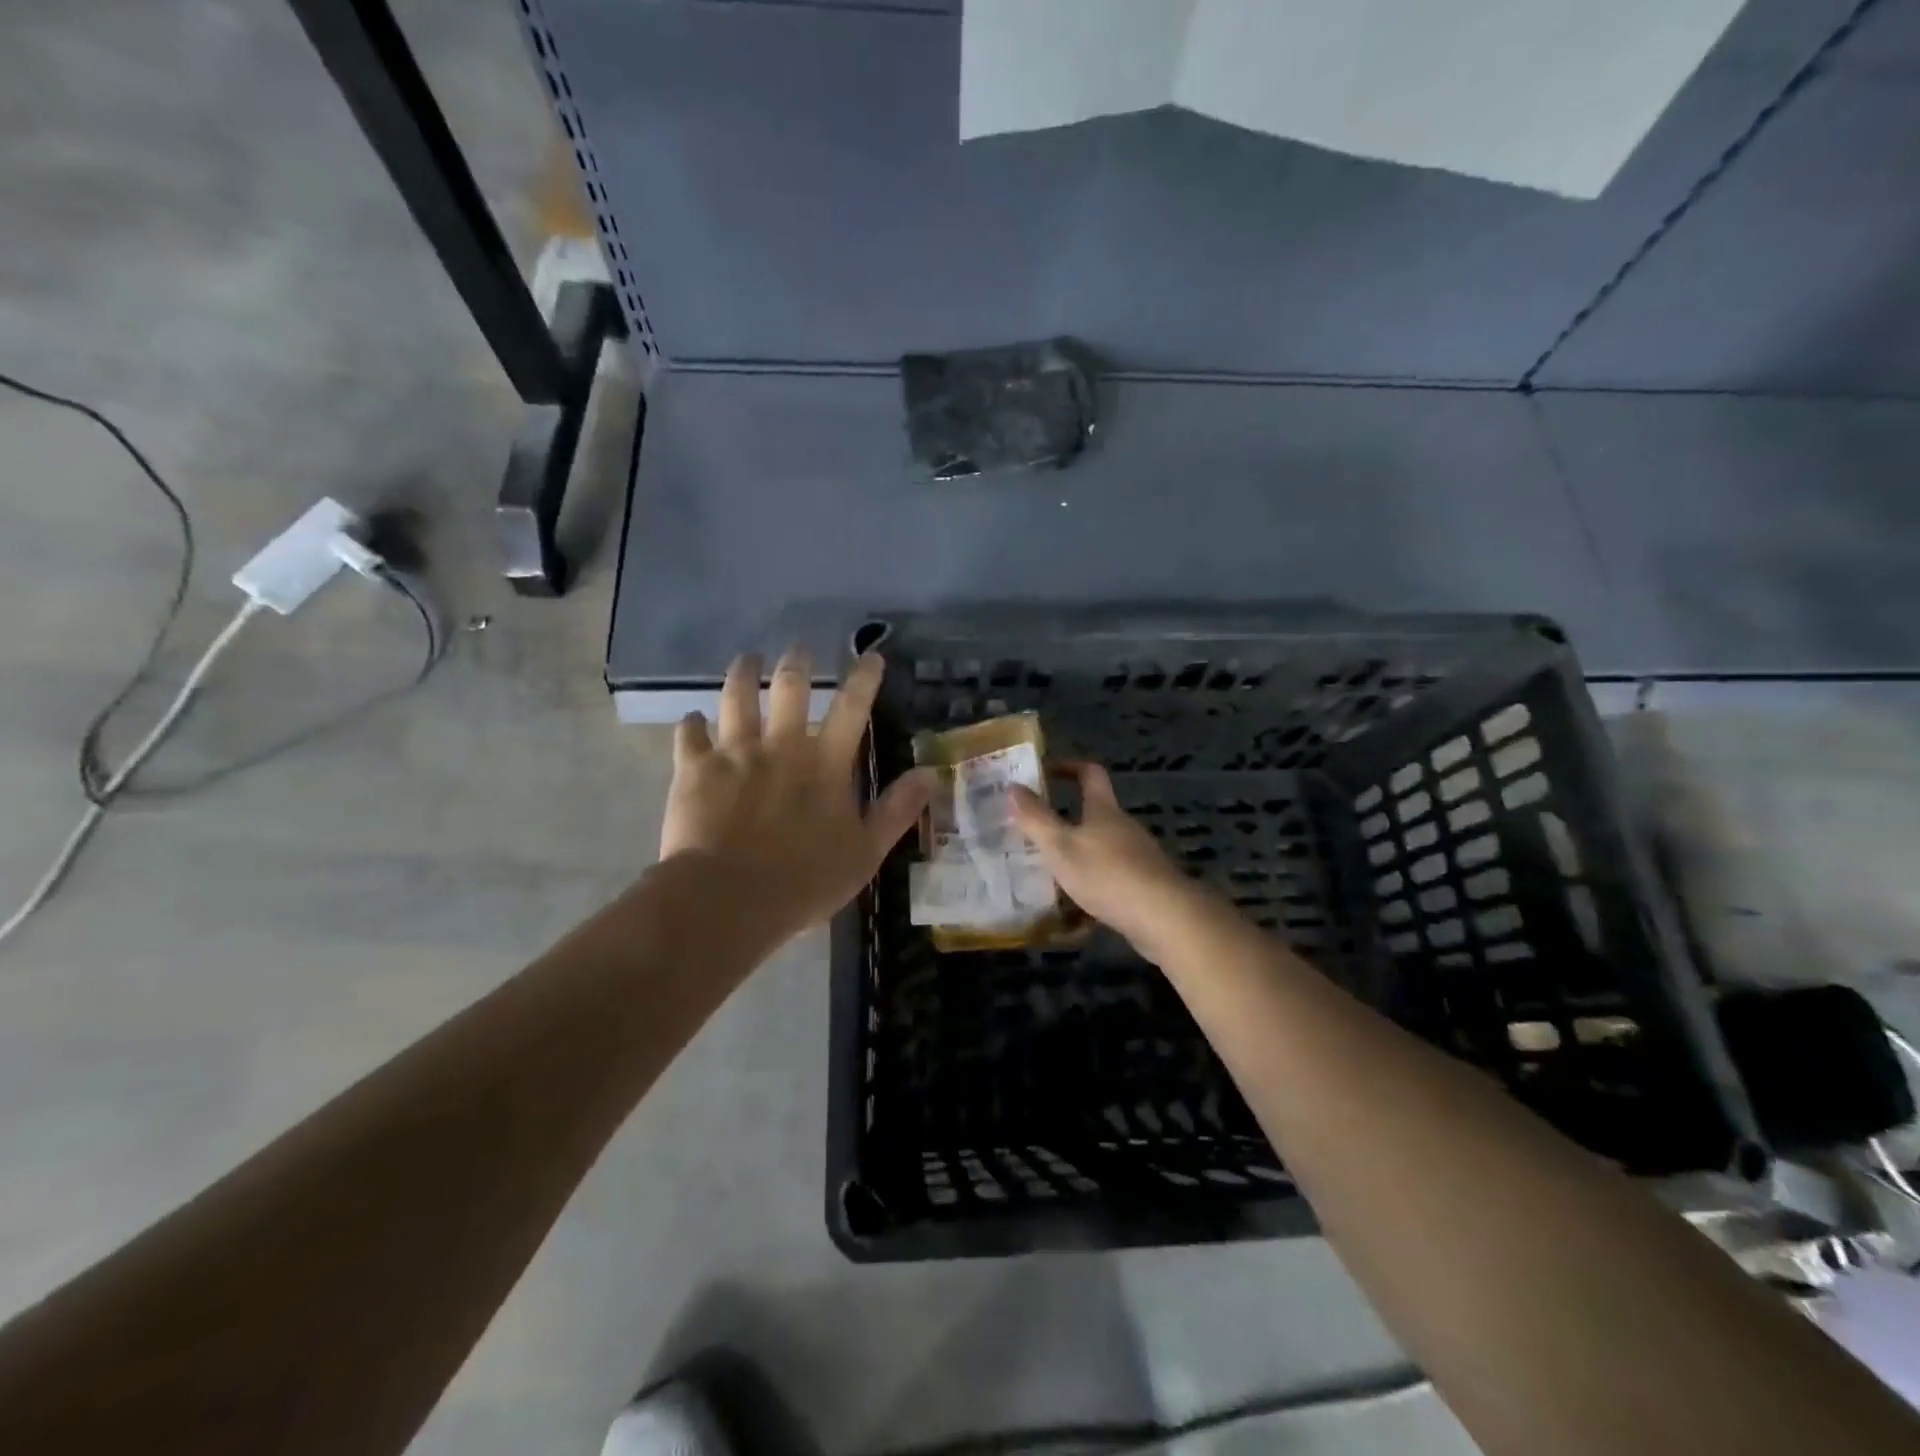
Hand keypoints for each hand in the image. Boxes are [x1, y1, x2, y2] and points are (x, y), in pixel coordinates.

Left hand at [662, 647, 933, 946]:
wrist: (728, 900)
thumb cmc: (804, 881)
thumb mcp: (865, 852)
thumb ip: (897, 810)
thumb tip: (930, 773)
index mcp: (825, 764)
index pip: (852, 708)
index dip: (865, 678)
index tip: (871, 656)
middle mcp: (781, 745)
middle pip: (791, 688)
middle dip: (797, 662)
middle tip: (798, 648)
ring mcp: (735, 753)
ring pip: (737, 697)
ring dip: (743, 673)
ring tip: (746, 659)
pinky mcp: (695, 769)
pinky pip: (690, 735)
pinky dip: (691, 724)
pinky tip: (692, 719)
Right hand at [1008, 763, 1197, 948]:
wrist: (1164, 917)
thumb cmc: (1106, 874)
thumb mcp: (1060, 846)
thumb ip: (1035, 818)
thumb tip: (1014, 786)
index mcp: (1104, 810)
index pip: (1089, 773)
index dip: (1068, 767)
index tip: (1044, 772)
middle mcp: (1124, 827)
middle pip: (1094, 815)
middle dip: (1065, 823)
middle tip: (1034, 835)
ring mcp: (1139, 857)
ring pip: (1101, 851)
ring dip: (1077, 860)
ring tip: (1049, 878)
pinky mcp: (1146, 886)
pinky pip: (1111, 882)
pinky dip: (1092, 892)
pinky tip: (1076, 919)